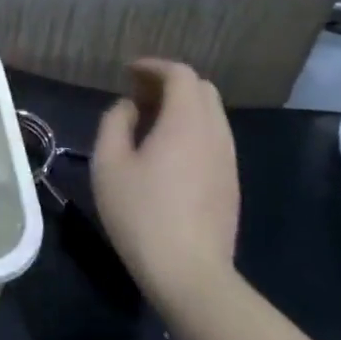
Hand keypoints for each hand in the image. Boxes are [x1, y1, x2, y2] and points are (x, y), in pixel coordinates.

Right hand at [89, 59, 239, 302]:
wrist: (189, 272)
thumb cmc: (141, 213)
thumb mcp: (109, 164)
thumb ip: (115, 123)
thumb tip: (128, 107)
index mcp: (186, 122)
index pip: (180, 74)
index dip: (153, 66)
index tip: (128, 72)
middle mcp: (215, 133)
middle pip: (202, 90)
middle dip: (170, 83)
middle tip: (138, 96)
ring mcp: (228, 160)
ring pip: (212, 115)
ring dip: (183, 107)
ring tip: (149, 122)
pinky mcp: (231, 183)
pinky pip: (215, 139)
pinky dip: (192, 129)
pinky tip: (167, 152)